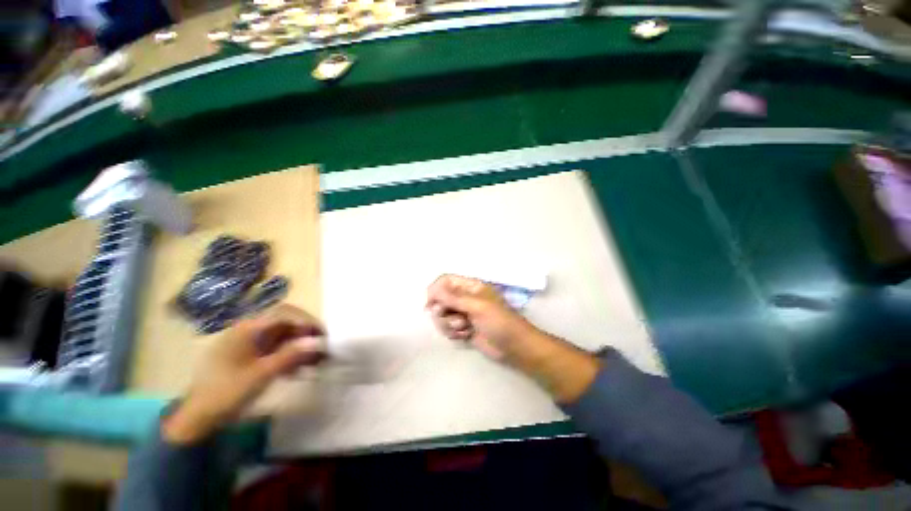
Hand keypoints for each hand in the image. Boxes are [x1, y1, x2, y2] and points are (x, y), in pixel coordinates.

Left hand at [162, 304, 325, 443]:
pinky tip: (298, 371)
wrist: (199, 417)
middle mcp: (250, 330)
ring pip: (283, 337)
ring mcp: (250, 343)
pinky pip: (276, 349)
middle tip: (322, 349)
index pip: (285, 313)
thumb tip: (317, 341)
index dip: (306, 320)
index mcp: (248, 329)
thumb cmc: (227, 392)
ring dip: (301, 347)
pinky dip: (290, 356)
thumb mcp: (261, 374)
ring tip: (315, 362)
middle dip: (307, 335)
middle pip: (286, 324)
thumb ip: (290, 355)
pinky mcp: (251, 356)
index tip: (322, 335)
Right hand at [427, 274, 599, 402]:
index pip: (445, 281)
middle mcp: (464, 298)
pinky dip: (454, 333)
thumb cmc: (499, 321)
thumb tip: (431, 291)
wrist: (514, 347)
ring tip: (464, 328)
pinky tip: (466, 336)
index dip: (435, 290)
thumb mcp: (477, 306)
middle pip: (440, 299)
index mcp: (470, 286)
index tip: (431, 305)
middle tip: (456, 319)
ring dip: (449, 324)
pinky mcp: (463, 328)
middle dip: (443, 312)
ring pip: (442, 316)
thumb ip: (453, 297)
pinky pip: (447, 328)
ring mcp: (463, 313)